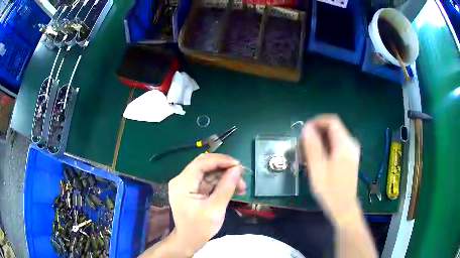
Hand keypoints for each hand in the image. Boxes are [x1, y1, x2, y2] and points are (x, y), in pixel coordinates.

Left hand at [168, 153, 245, 255]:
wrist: (190, 240)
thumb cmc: (200, 228)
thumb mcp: (215, 209)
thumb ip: (226, 187)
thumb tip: (237, 169)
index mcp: (182, 183)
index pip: (201, 163)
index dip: (220, 161)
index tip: (238, 165)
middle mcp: (182, 180)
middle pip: (205, 165)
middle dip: (224, 168)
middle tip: (241, 174)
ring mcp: (187, 184)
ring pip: (209, 172)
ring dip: (226, 176)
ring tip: (242, 186)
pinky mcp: (194, 189)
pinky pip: (209, 181)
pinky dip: (222, 183)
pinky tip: (235, 189)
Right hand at [302, 115, 360, 223]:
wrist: (344, 207)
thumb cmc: (330, 190)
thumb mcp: (318, 169)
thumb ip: (312, 146)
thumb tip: (306, 127)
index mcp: (345, 144)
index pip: (332, 121)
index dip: (317, 122)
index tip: (303, 131)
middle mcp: (351, 144)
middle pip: (332, 129)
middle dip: (316, 134)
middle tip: (302, 147)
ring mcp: (351, 151)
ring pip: (333, 138)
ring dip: (319, 142)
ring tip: (306, 156)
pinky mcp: (349, 158)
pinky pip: (336, 146)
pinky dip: (325, 149)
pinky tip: (315, 161)